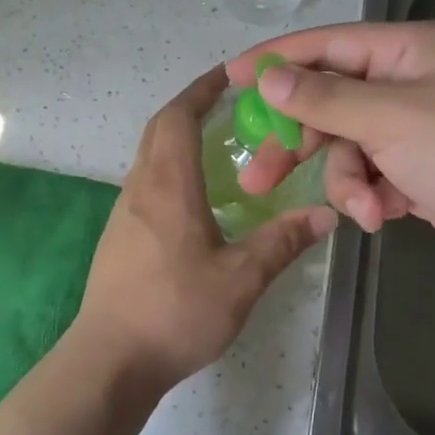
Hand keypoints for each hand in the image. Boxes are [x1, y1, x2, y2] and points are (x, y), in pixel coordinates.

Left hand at [71, 67, 337, 392]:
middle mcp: (140, 188)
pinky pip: (146, 184)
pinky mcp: (119, 237)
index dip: (201, 90)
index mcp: (168, 186)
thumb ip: (282, 242)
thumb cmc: (175, 311)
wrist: (110, 359)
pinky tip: (196, 199)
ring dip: (178, 139)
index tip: (229, 75)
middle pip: (159, 130)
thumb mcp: (240, 279)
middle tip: (230, 105)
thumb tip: (325, 214)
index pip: (178, 117)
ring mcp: (124, 213)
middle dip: (191, 108)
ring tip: (219, 146)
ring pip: (149, 157)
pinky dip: (170, 170)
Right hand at [227, 22, 434, 282]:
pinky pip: (371, 179)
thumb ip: (323, 99)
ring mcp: (413, 132)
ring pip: (347, 150)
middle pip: (328, 105)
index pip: (325, 47)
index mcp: (405, 51)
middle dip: (299, 143)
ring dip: (346, 182)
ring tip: (361, 207)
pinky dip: (370, 197)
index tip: (230, 79)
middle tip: (256, 177)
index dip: (275, 63)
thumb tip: (269, 78)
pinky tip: (381, 216)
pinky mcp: (417, 174)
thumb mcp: (389, 116)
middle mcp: (406, 84)